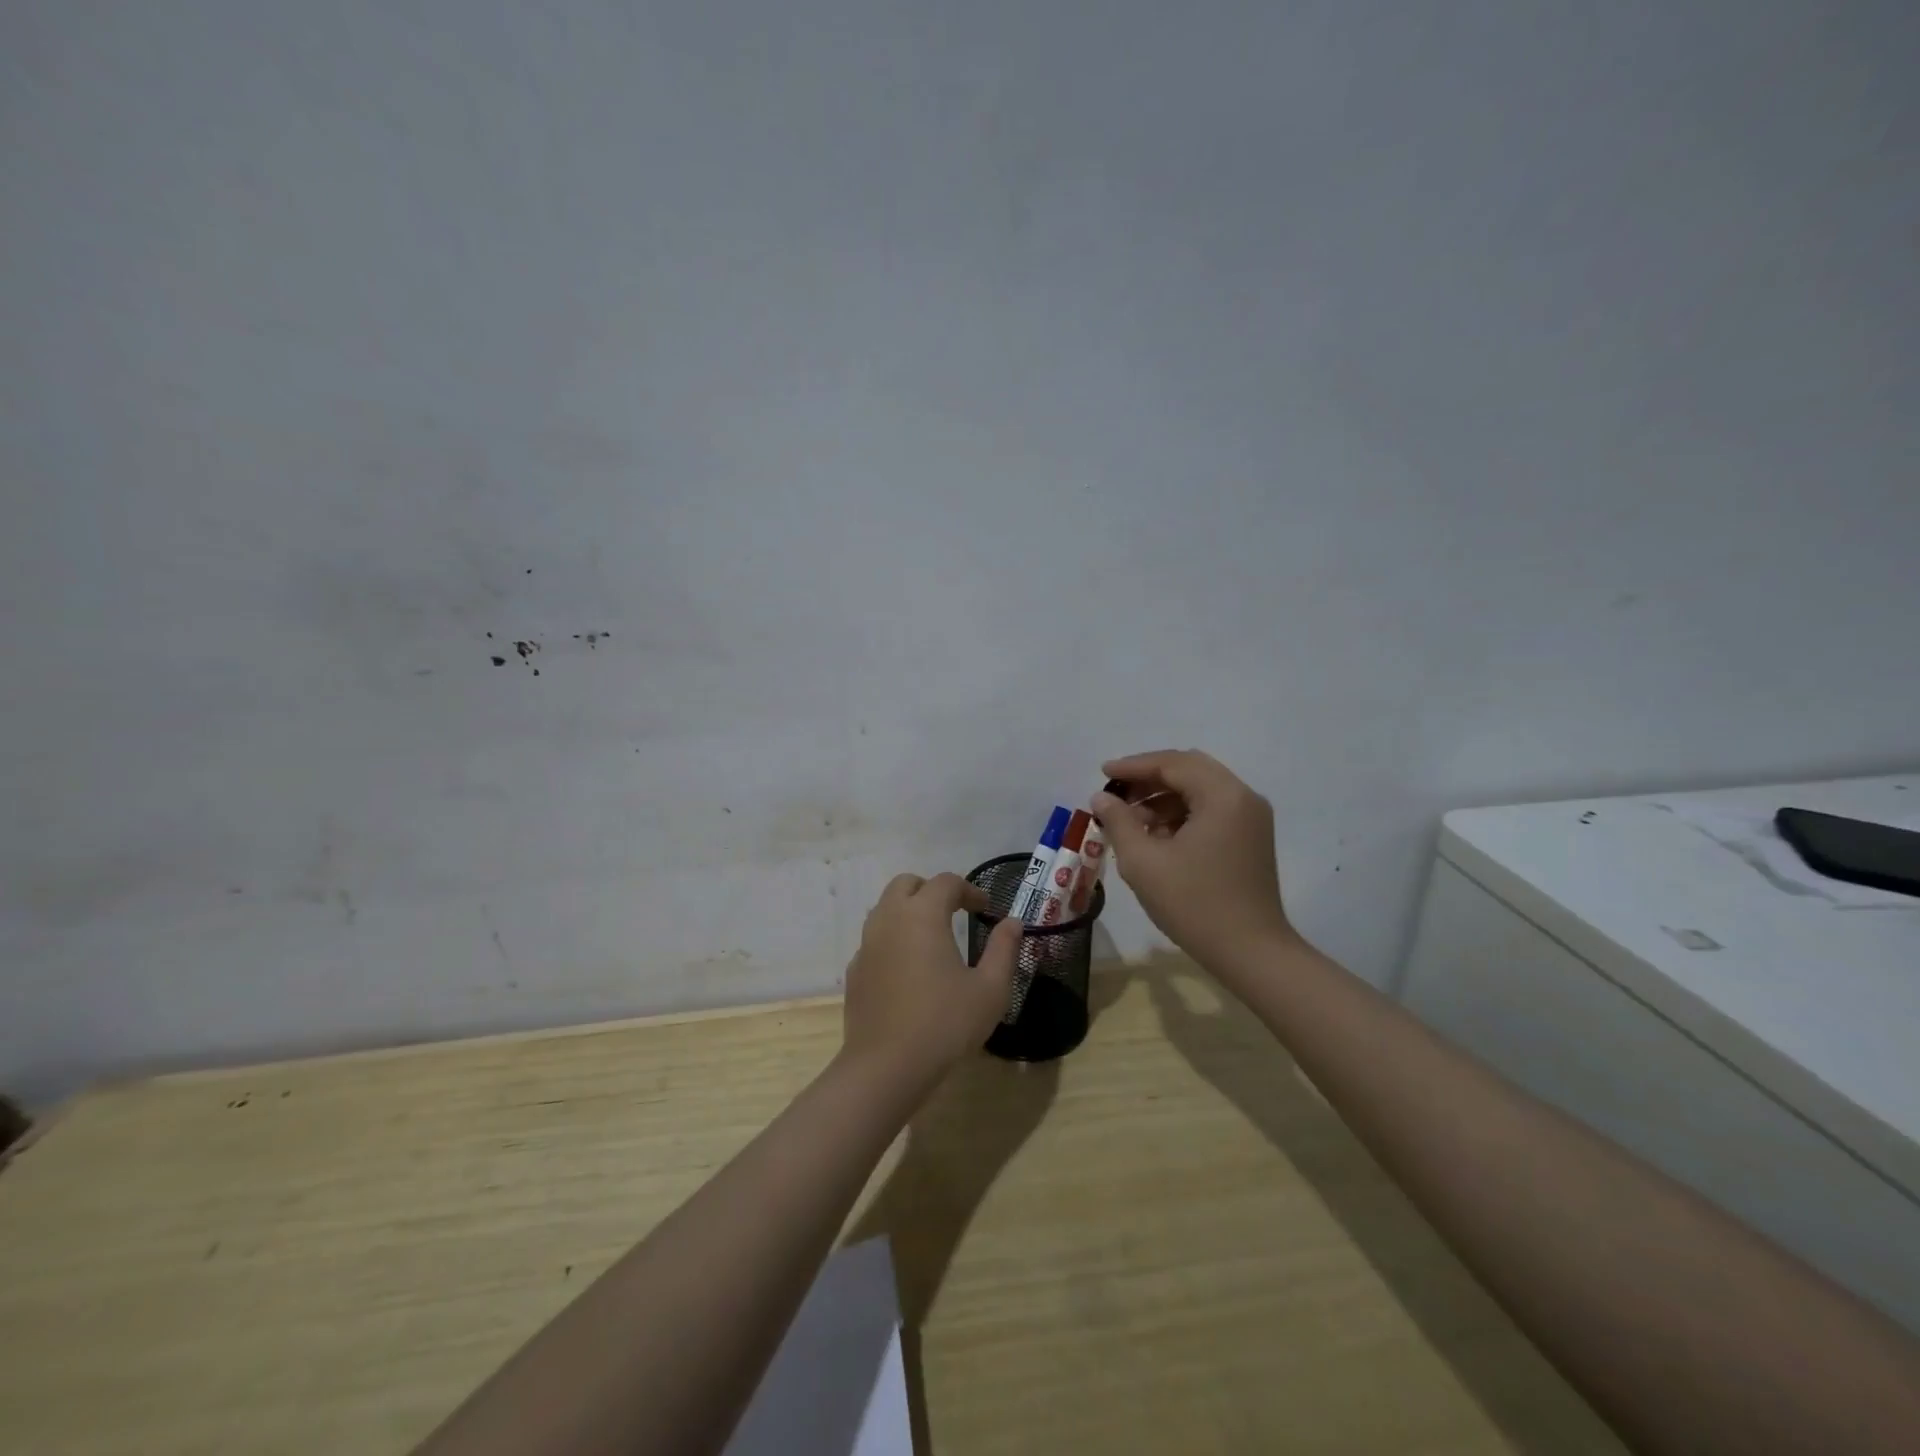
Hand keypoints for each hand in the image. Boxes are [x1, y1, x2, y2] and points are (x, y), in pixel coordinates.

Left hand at [842, 872, 1022, 1087]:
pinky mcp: (854, 970)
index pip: (946, 882)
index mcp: (922, 914)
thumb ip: (1004, 949)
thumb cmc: (945, 1023)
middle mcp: (889, 919)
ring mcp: (866, 944)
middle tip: (954, 913)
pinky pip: (874, 939)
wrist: (886, 1067)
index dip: (969, 890)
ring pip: (885, 908)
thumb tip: (1013, 922)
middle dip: (932, 890)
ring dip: (909, 911)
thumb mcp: (990, 989)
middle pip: (906, 884)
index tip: (986, 909)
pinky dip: (893, 939)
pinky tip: (909, 970)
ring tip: (932, 938)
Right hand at [1092, 750, 1299, 976]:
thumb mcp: (1144, 862)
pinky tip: (1156, 836)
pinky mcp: (1251, 838)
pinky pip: (1211, 809)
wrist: (1251, 953)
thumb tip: (1102, 798)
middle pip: (1189, 770)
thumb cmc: (1194, 904)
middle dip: (1149, 778)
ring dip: (1164, 797)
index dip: (1134, 766)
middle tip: (1116, 794)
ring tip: (1130, 820)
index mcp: (1222, 796)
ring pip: (1200, 789)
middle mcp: (1243, 797)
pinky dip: (1181, 813)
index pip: (1173, 764)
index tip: (1103, 774)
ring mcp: (1251, 818)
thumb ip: (1119, 822)